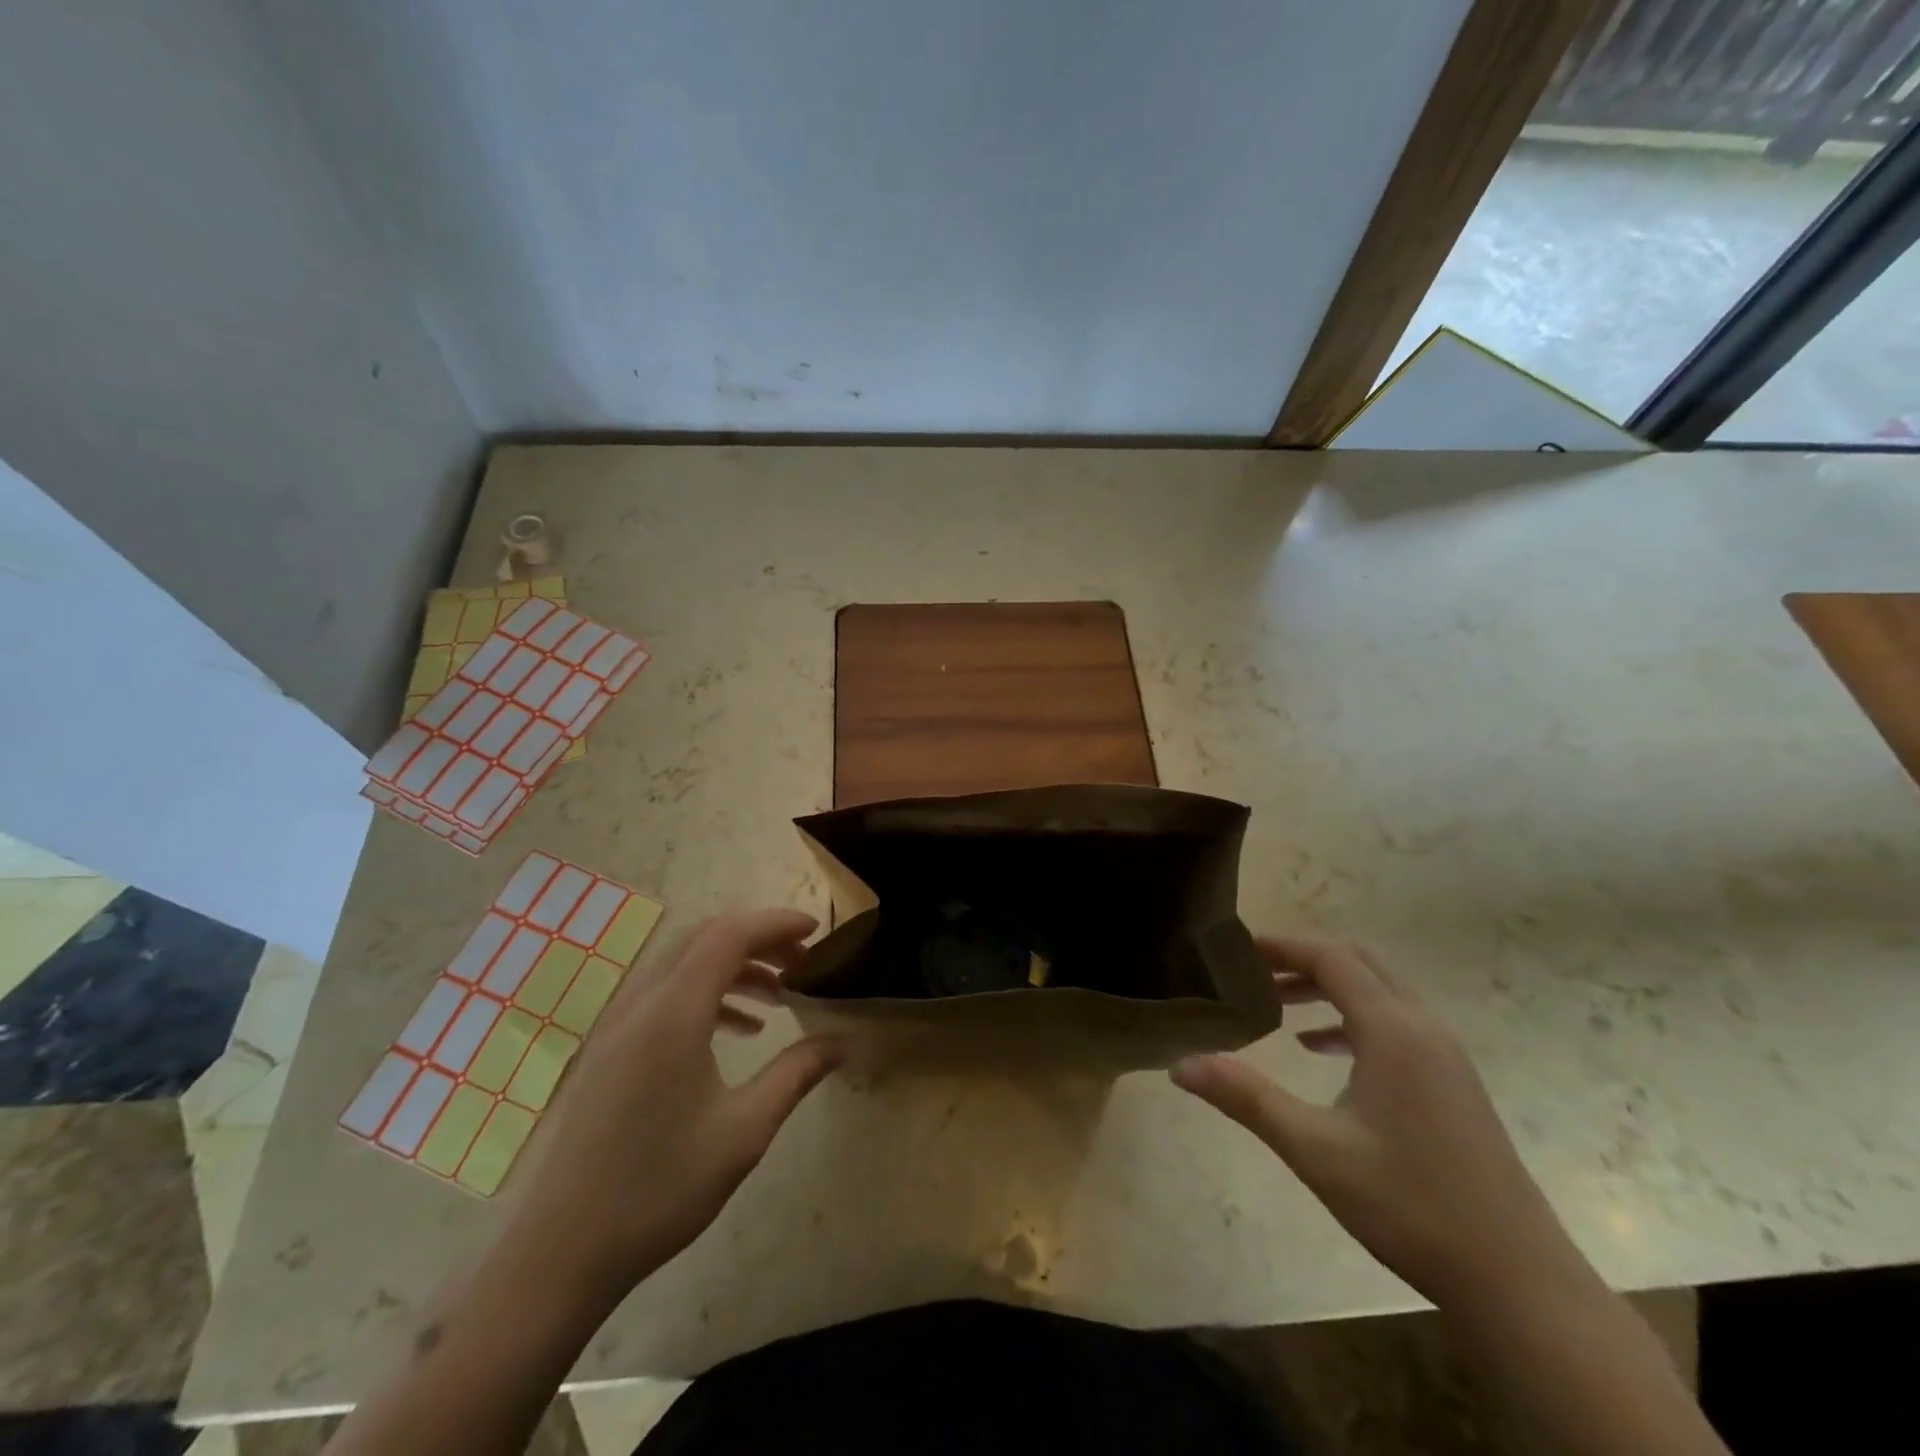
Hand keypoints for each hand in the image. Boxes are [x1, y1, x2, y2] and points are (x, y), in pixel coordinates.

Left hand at [506, 909, 843, 1299]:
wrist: (561, 1254)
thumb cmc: (660, 1190)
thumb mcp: (744, 1131)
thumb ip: (796, 1073)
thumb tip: (843, 1041)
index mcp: (673, 1015)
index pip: (729, 936)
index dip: (776, 923)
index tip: (817, 933)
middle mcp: (641, 1005)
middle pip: (704, 938)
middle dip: (758, 939)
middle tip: (802, 961)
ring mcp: (618, 1026)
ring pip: (684, 964)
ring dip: (733, 966)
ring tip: (779, 993)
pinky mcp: (611, 1050)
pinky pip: (666, 995)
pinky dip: (707, 993)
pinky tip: (739, 1030)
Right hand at [1170, 938, 1587, 1307]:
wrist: (1518, 1282)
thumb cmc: (1410, 1205)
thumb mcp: (1315, 1149)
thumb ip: (1246, 1098)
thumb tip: (1179, 1065)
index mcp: (1393, 1030)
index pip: (1332, 958)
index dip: (1284, 945)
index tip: (1239, 948)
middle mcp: (1423, 1028)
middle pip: (1360, 962)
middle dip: (1306, 958)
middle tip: (1256, 971)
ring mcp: (1445, 1055)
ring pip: (1381, 991)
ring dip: (1330, 987)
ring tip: (1281, 1005)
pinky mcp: (1454, 1083)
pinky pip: (1397, 1023)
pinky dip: (1354, 1018)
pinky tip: (1323, 1052)